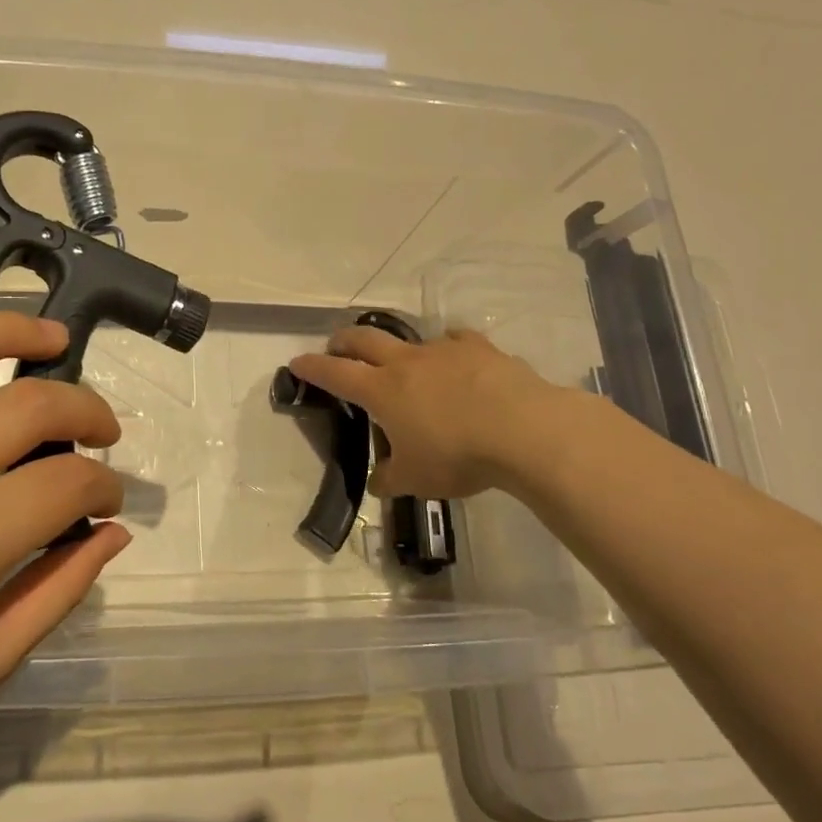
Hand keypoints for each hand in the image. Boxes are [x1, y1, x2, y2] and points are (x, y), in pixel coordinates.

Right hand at [288, 327, 579, 499]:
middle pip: (364, 339)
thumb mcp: (416, 479)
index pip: (334, 373)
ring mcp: (444, 350)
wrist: (525, 431)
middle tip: (336, 348)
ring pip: (410, 339)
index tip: (296, 362)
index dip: (312, 367)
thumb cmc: (458, 456)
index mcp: (382, 390)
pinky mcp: (480, 349)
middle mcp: (406, 362)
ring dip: (397, 348)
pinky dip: (447, 349)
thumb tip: (378, 482)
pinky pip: (455, 341)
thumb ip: (390, 479)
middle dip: (343, 341)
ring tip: (403, 363)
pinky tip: (455, 360)